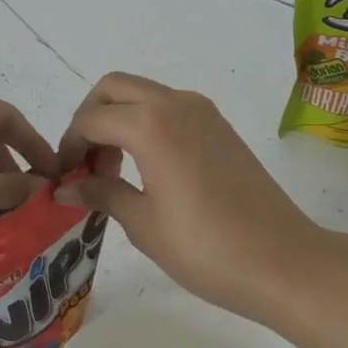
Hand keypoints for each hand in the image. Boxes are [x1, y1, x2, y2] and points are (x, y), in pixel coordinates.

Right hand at [53, 73, 323, 318]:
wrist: (283, 260)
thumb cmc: (206, 247)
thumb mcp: (143, 223)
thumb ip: (101, 193)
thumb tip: (64, 187)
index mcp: (149, 124)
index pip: (91, 119)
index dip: (70, 145)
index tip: (64, 176)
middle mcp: (174, 103)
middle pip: (113, 88)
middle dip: (90, 117)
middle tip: (86, 162)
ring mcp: (201, 110)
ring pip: (142, 93)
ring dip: (118, 117)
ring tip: (114, 168)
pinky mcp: (218, 124)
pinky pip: (168, 106)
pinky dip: (145, 121)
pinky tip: (146, 165)